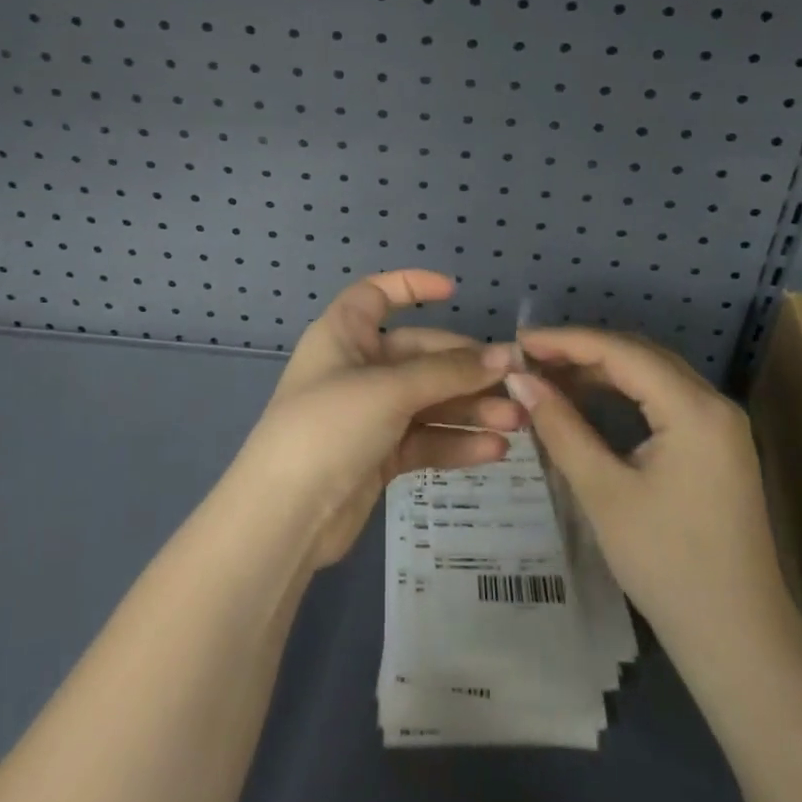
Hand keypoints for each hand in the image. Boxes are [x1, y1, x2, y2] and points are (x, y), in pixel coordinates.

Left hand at [236, 271, 524, 569]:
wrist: (285, 516)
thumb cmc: (329, 426)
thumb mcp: (390, 390)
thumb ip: (448, 373)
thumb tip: (503, 357)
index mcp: (344, 334)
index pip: (377, 294)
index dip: (411, 285)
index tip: (454, 291)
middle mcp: (357, 367)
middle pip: (420, 355)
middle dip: (466, 369)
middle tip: (515, 381)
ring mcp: (369, 413)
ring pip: (429, 401)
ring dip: (470, 409)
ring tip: (516, 422)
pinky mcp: (380, 455)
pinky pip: (425, 439)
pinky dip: (456, 443)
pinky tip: (494, 450)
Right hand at [485, 328, 786, 650]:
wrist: (739, 639)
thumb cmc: (667, 565)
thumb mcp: (603, 492)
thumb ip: (560, 427)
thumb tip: (519, 378)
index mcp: (694, 409)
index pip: (621, 352)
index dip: (566, 341)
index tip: (519, 341)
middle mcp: (713, 402)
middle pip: (639, 354)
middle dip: (582, 351)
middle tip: (530, 358)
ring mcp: (720, 423)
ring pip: (652, 374)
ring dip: (601, 370)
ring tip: (550, 375)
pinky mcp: (716, 444)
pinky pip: (663, 397)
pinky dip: (623, 392)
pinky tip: (588, 400)